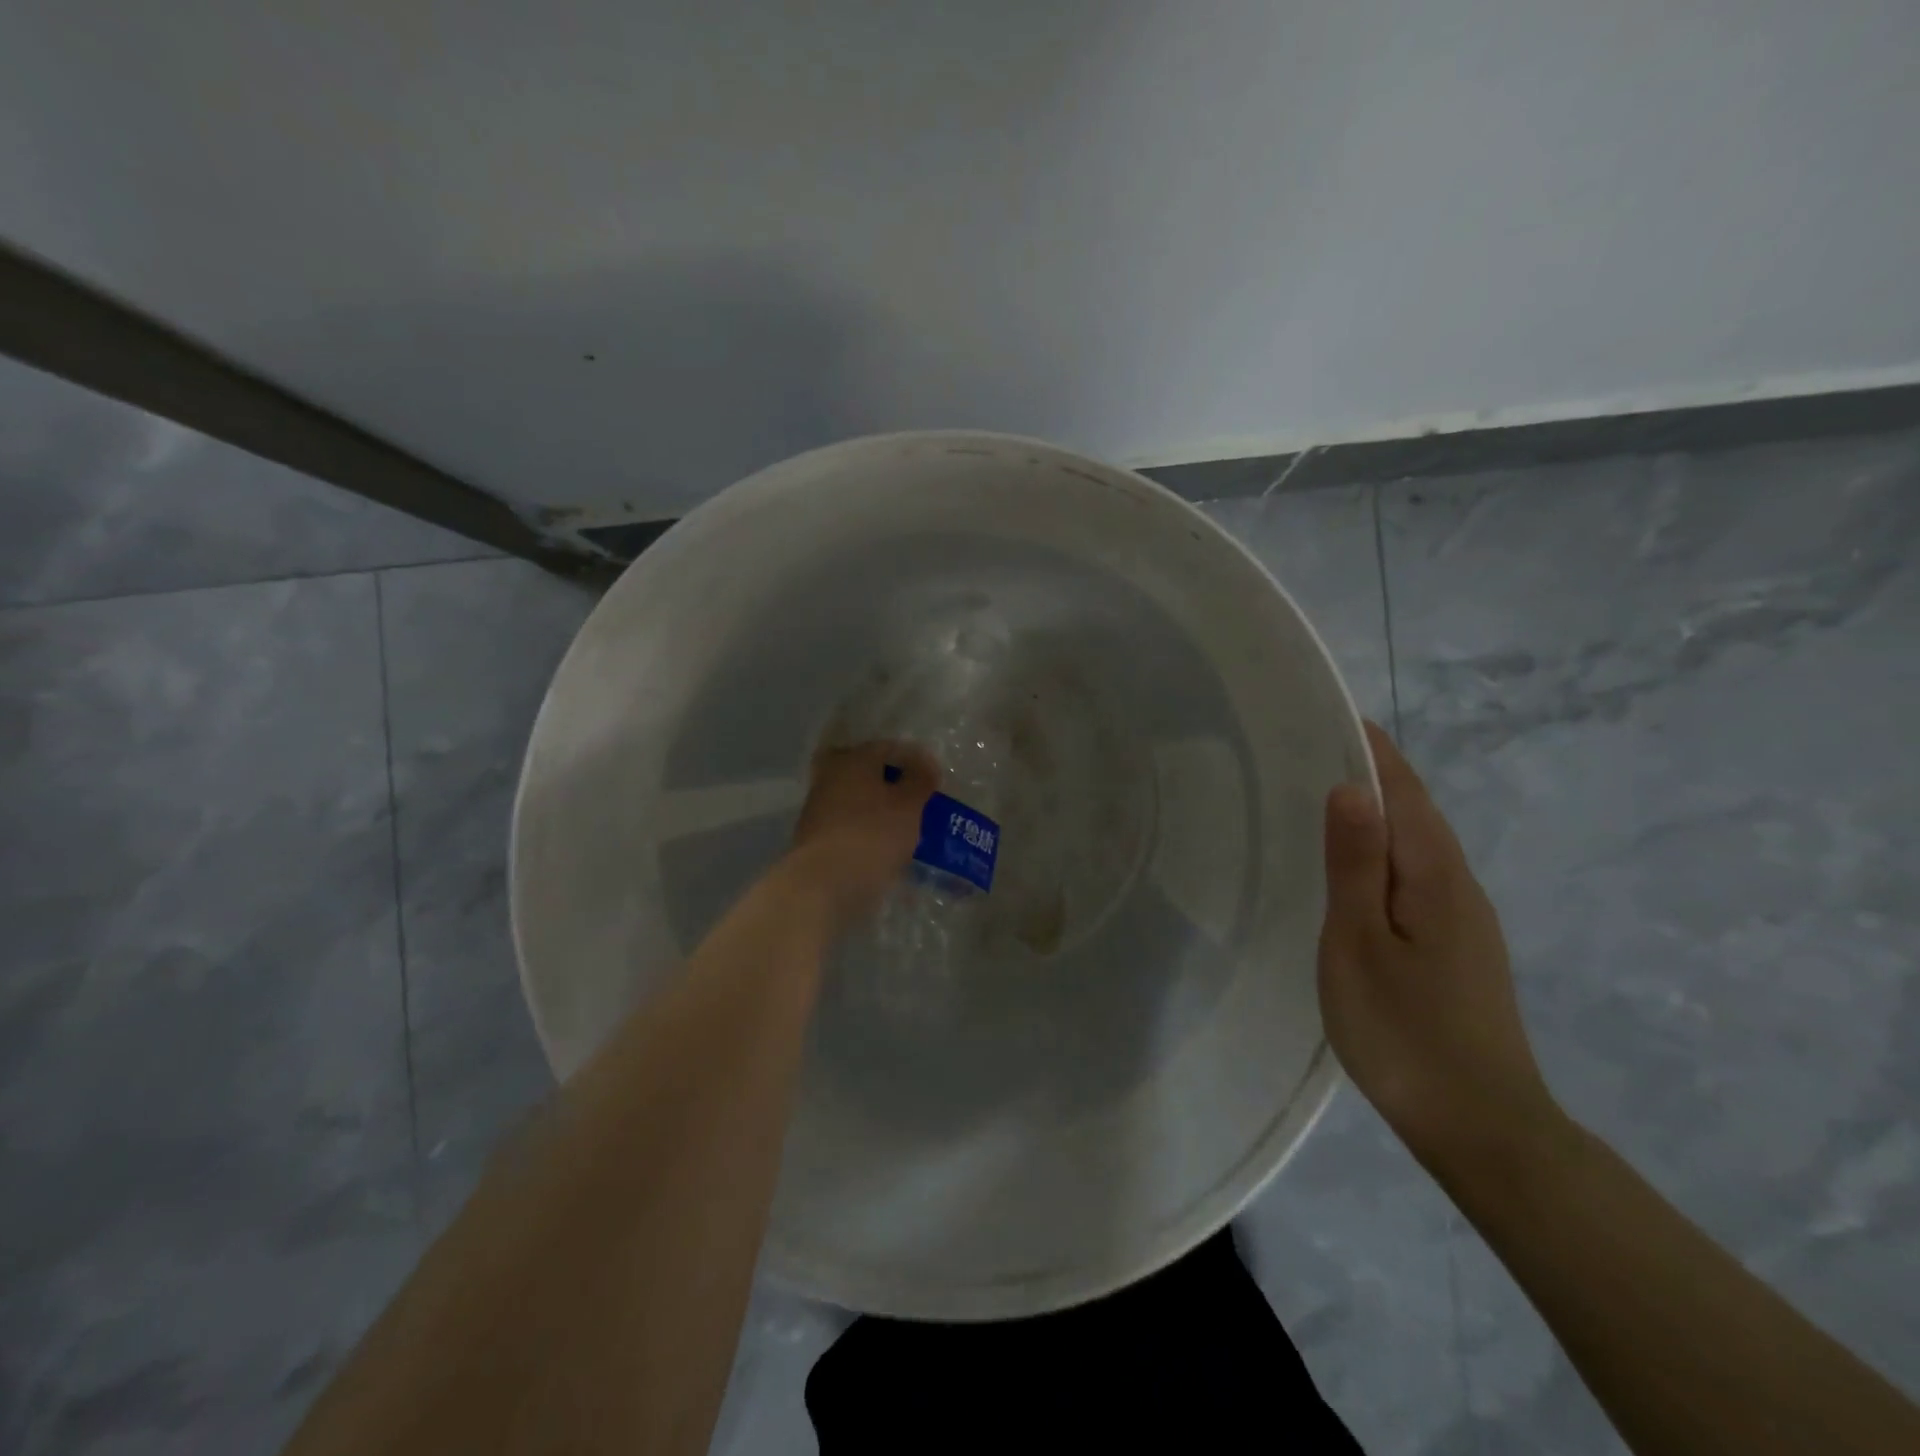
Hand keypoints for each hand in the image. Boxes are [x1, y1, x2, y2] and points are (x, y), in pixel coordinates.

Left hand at [784, 740, 938, 936]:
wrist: (823, 885)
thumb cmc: (872, 835)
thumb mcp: (908, 805)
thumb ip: (919, 781)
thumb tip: (925, 765)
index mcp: (853, 759)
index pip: (888, 747)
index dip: (915, 758)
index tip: (936, 777)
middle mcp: (831, 776)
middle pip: (868, 771)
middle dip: (893, 782)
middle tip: (918, 798)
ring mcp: (819, 808)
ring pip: (857, 798)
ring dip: (880, 806)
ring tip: (906, 824)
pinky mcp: (816, 837)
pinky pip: (849, 823)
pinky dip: (867, 828)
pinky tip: (884, 843)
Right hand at [1317, 721, 1558, 1172]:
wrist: (1482, 1128)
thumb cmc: (1404, 1031)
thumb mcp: (1360, 943)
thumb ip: (1355, 865)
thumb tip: (1352, 787)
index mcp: (1434, 875)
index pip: (1405, 792)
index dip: (1373, 751)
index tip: (1333, 714)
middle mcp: (1458, 886)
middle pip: (1416, 812)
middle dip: (1373, 775)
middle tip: (1311, 750)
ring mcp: (1463, 920)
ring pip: (1417, 846)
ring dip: (1378, 813)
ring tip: (1323, 797)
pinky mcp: (1458, 948)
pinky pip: (1416, 876)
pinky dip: (1384, 852)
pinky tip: (1354, 869)